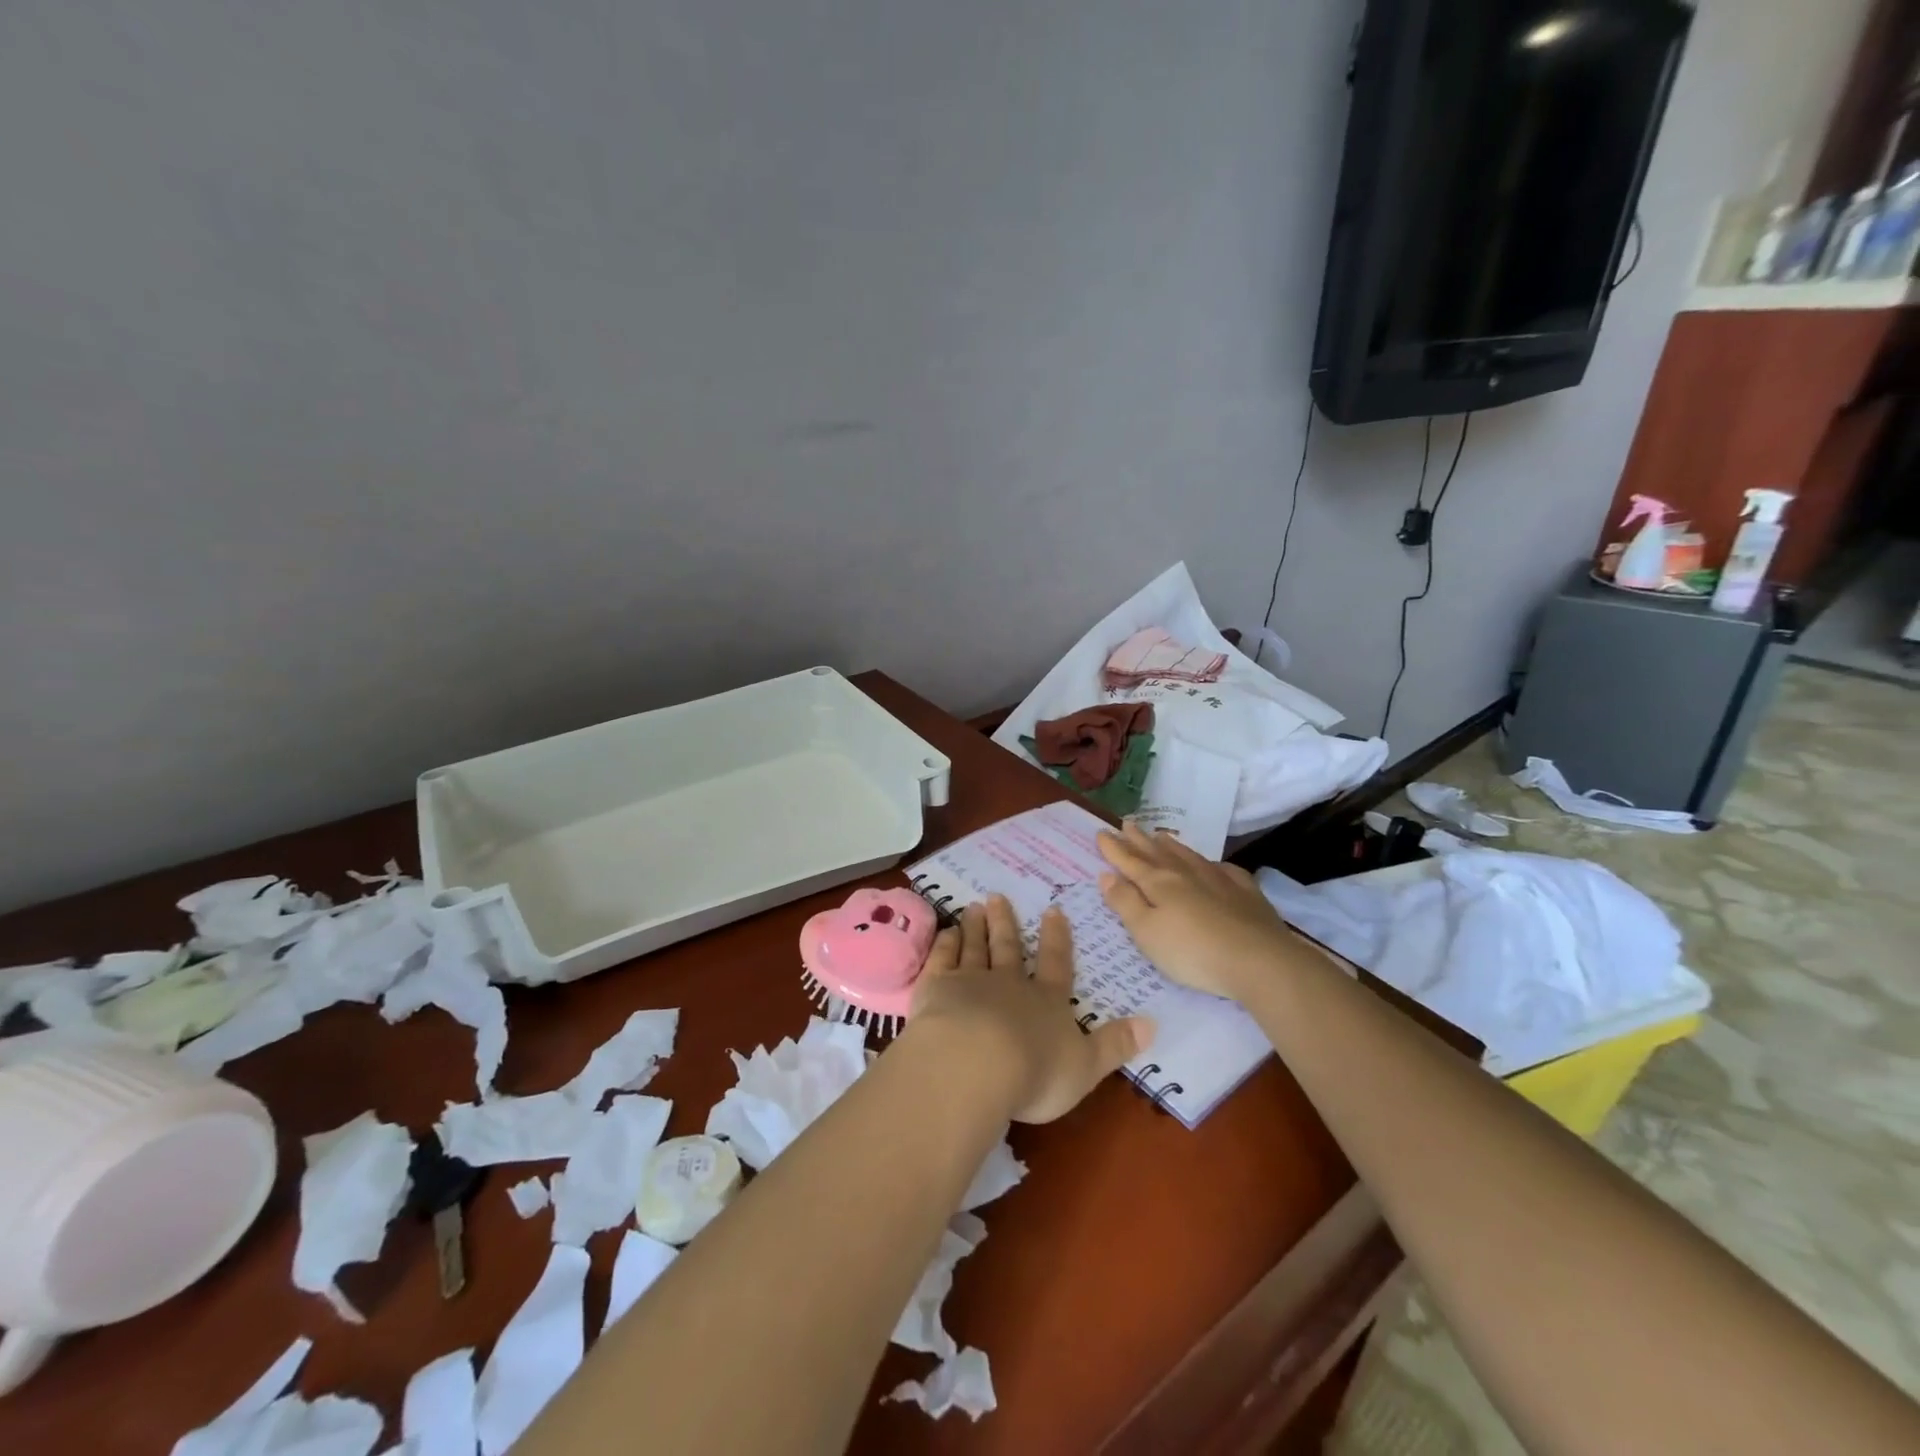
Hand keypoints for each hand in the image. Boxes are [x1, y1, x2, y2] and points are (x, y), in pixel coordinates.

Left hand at [907, 895, 1152, 1124]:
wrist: (976, 1064)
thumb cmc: (1036, 1072)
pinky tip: (945, 932)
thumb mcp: (1086, 1066)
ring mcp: (970, 981)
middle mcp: (1009, 984)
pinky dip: (944, 944)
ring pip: (974, 947)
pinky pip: (942, 959)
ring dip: (975, 927)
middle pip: (1008, 947)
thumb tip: (1153, 1024)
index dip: (1056, 939)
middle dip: (1005, 923)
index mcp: (1046, 1001)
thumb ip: (1115, 1045)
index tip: (1052, 910)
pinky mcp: (937, 988)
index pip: (1056, 964)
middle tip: (997, 896)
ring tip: (973, 906)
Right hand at [1097, 822, 1299, 1000]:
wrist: (1259, 960)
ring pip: (1189, 856)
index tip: (1101, 832)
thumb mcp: (1147, 933)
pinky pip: (1224, 870)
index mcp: (1158, 883)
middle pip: (1157, 853)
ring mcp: (1219, 880)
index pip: (1130, 861)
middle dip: (1139, 840)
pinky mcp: (1246, 893)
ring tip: (1160, 835)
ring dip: (1171, 845)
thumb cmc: (1192, 952)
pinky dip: (1212, 864)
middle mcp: (1186, 874)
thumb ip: (1125, 903)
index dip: (1113, 848)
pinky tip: (1213, 865)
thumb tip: (1106, 875)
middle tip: (1127, 823)